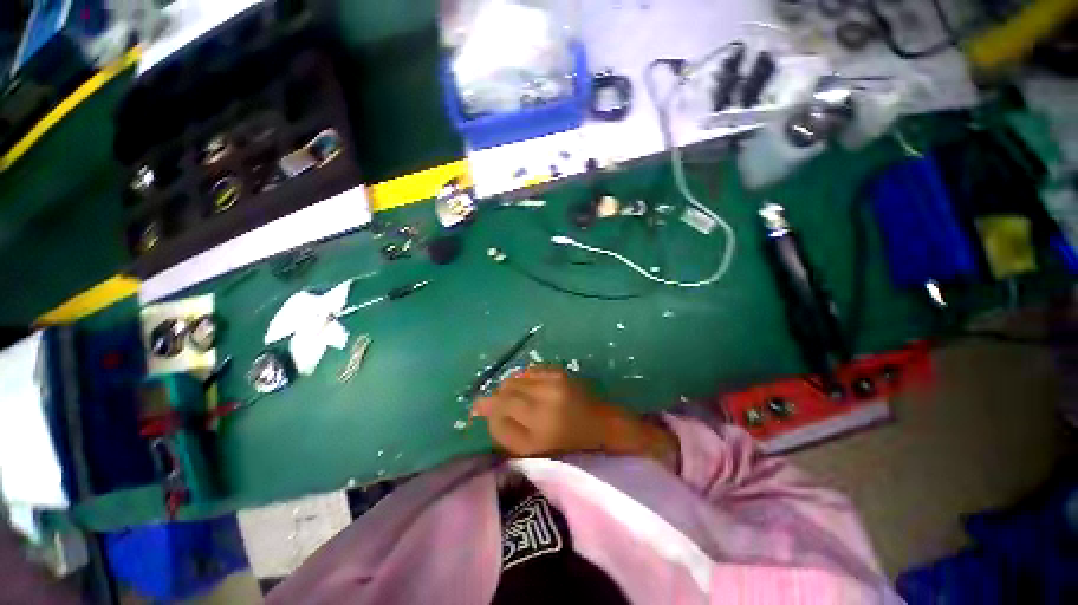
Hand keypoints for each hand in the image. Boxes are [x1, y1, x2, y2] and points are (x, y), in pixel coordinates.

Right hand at [472, 366, 678, 469]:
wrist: (601, 423)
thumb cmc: (569, 445)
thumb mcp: (533, 450)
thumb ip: (506, 433)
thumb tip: (487, 412)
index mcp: (539, 422)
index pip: (501, 405)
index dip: (486, 405)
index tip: (476, 407)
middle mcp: (544, 394)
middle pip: (506, 388)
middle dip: (498, 397)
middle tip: (500, 408)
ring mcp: (552, 379)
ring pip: (516, 378)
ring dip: (510, 388)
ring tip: (517, 401)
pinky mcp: (557, 370)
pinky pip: (528, 371)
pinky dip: (523, 380)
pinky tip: (529, 390)